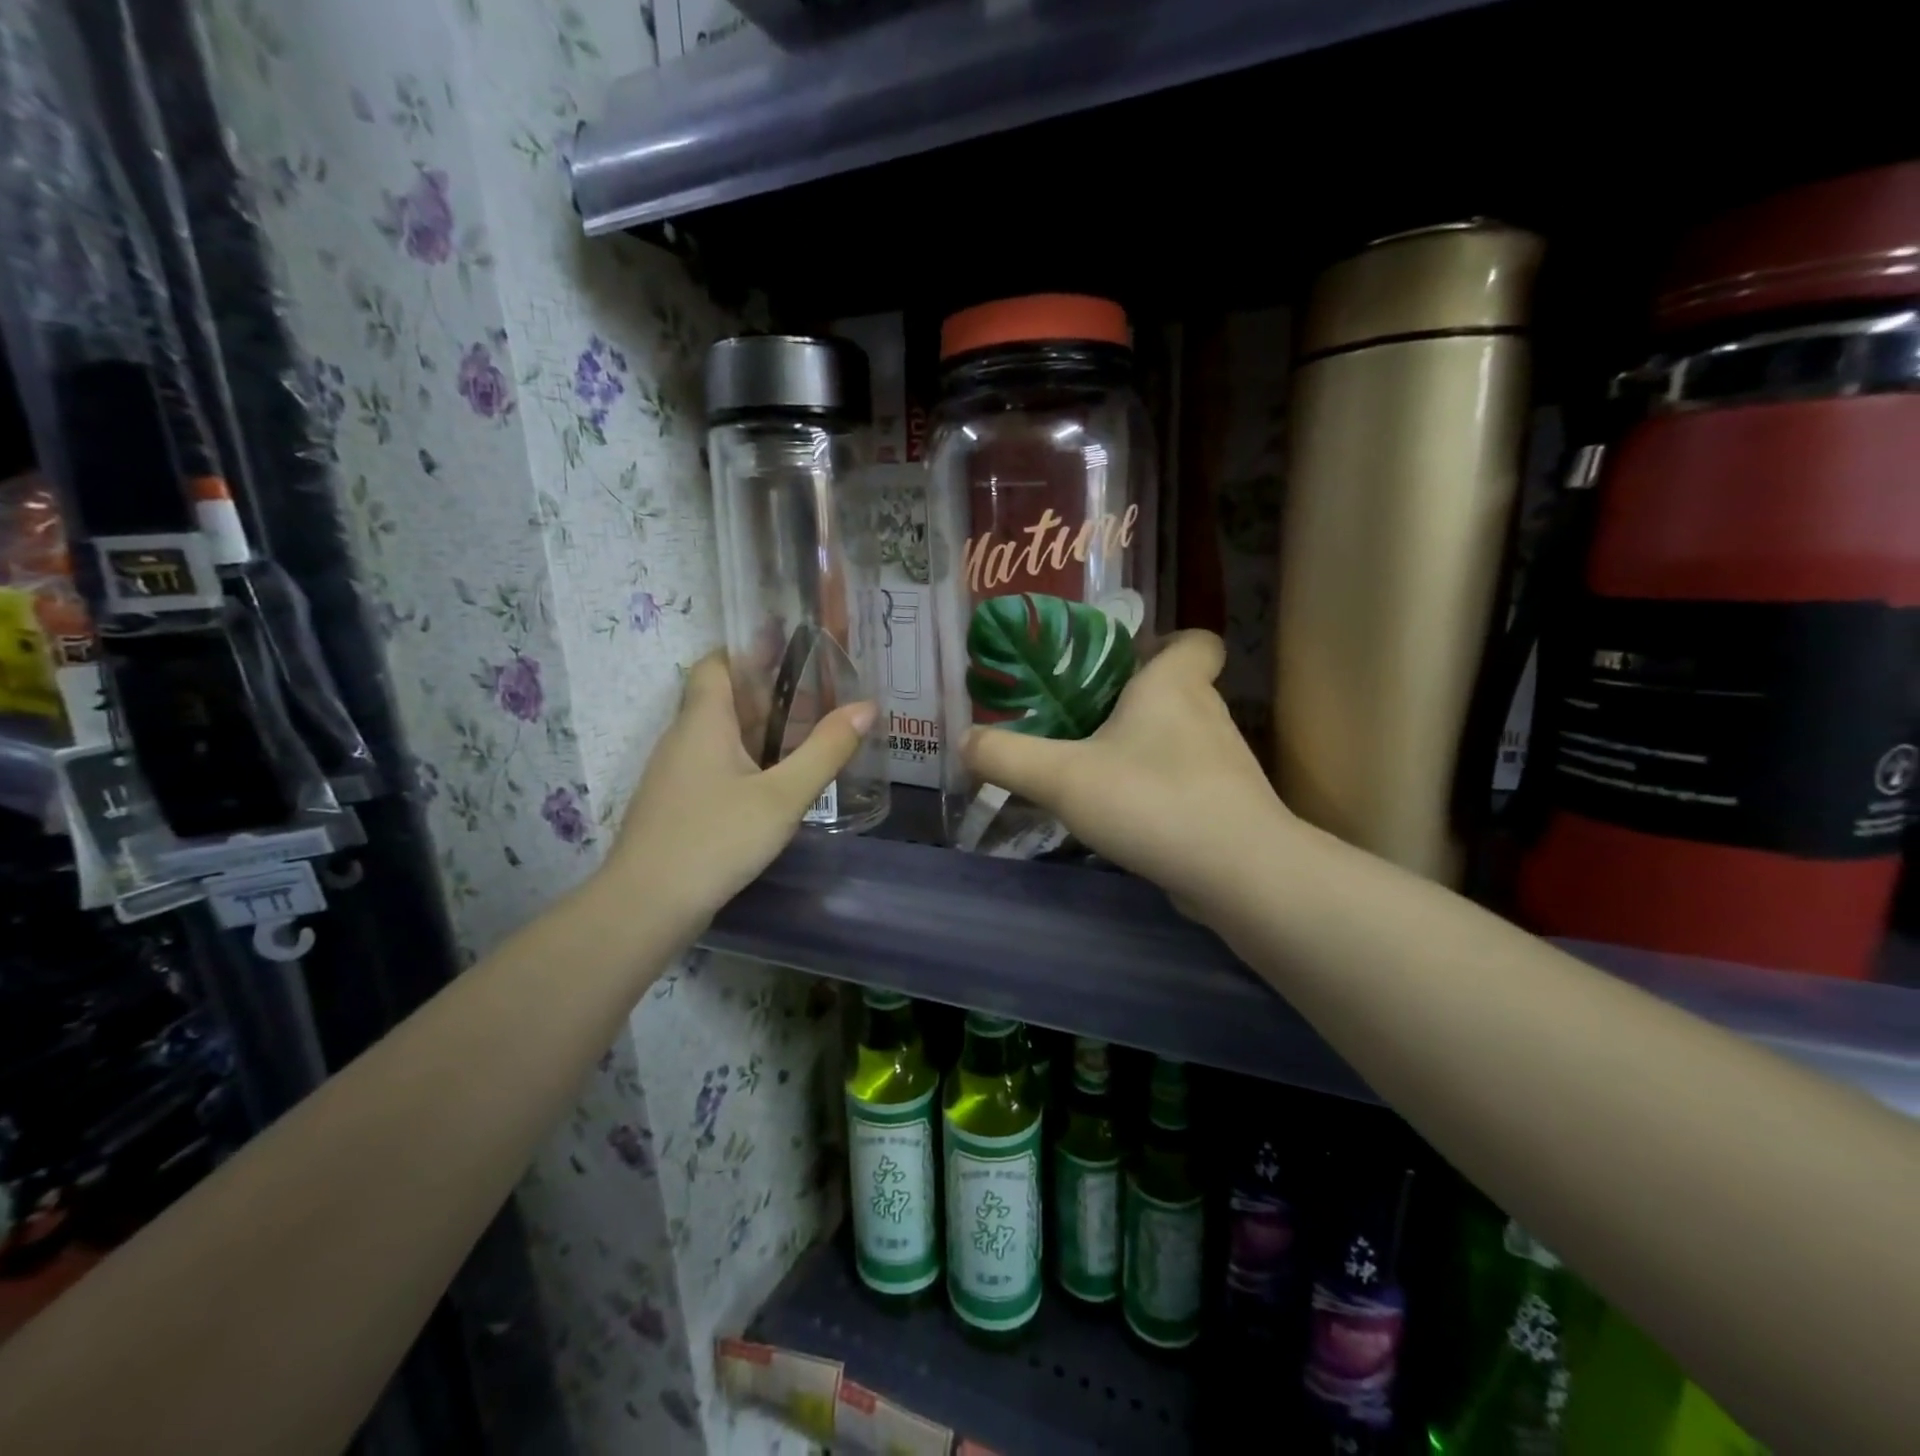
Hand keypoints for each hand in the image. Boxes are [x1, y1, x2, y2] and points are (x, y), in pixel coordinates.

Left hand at [604, 652, 873, 925]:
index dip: (747, 650)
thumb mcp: (782, 796)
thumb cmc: (716, 839)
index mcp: (702, 722)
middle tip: (819, 696)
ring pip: (720, 736)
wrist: (647, 906)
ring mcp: (676, 775)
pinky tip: (777, 782)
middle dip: (768, 694)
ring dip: (760, 730)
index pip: (715, 664)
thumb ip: (825, 750)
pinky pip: (715, 766)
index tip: (791, 650)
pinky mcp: (678, 805)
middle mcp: (683, 739)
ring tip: (808, 735)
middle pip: (722, 699)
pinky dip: (747, 761)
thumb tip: (866, 707)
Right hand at [961, 631, 1292, 913]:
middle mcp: (1206, 713)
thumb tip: (963, 740)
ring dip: (1141, 748)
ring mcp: (1222, 763)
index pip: (1195, 639)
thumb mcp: (1062, 777)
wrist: (1238, 874)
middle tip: (1078, 720)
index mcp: (1174, 685)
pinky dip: (1157, 788)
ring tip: (1091, 770)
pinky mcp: (1225, 805)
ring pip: (1178, 738)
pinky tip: (1122, 815)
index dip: (1164, 642)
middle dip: (1131, 700)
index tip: (1120, 664)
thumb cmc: (1152, 800)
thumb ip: (1007, 757)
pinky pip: (1185, 781)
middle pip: (1175, 689)